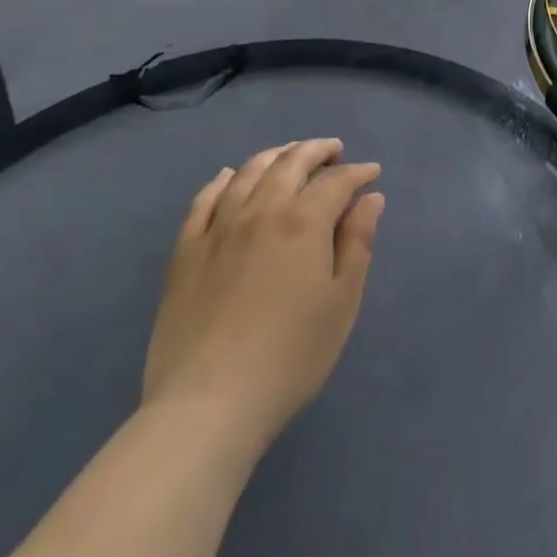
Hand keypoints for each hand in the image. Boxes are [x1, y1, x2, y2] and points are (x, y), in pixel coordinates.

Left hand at [142, 139, 383, 458]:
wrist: (207, 405)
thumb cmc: (290, 356)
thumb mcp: (342, 302)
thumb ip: (358, 243)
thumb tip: (370, 199)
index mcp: (304, 221)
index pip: (337, 181)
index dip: (358, 172)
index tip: (372, 174)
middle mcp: (261, 210)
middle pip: (291, 162)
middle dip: (317, 151)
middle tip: (333, 151)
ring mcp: (218, 228)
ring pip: (249, 172)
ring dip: (275, 156)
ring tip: (290, 155)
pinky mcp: (185, 252)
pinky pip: (203, 200)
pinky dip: (222, 181)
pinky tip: (230, 177)